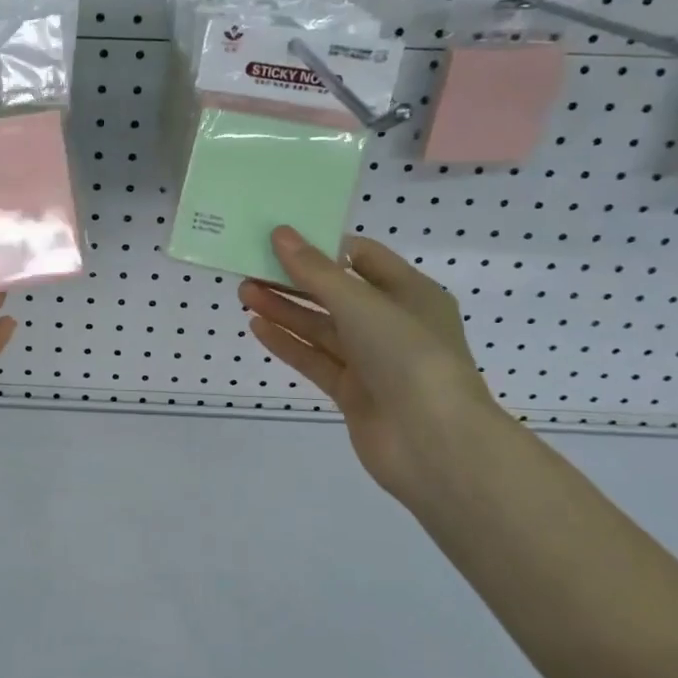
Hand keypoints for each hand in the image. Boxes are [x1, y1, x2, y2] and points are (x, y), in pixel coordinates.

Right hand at [239, 228, 511, 500]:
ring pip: (322, 328)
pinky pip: (315, 360)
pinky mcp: (353, 392)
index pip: (363, 257)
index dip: (323, 246)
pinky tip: (258, 327)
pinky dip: (288, 343)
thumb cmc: (407, 355)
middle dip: (295, 279)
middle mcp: (393, 324)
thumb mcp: (360, 302)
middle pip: (336, 294)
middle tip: (251, 266)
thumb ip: (315, 271)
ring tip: (244, 292)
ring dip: (284, 310)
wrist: (434, 442)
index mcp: (410, 293)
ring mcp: (372, 361)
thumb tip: (281, 234)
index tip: (283, 238)